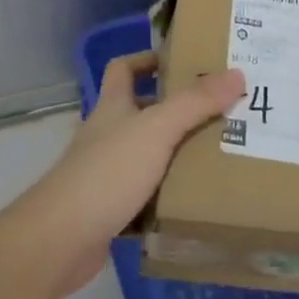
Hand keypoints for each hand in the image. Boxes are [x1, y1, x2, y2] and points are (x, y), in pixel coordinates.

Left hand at [11, 54, 244, 296]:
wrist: (62, 238)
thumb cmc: (108, 171)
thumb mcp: (157, 129)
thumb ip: (195, 103)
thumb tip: (236, 73)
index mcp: (113, 105)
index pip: (124, 68)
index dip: (148, 60)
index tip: (183, 62)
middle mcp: (107, 133)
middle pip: (141, 111)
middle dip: (176, 110)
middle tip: (218, 112)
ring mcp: (105, 172)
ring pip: (146, 154)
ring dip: (174, 155)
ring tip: (216, 155)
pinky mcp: (109, 209)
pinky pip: (144, 195)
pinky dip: (166, 196)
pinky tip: (193, 203)